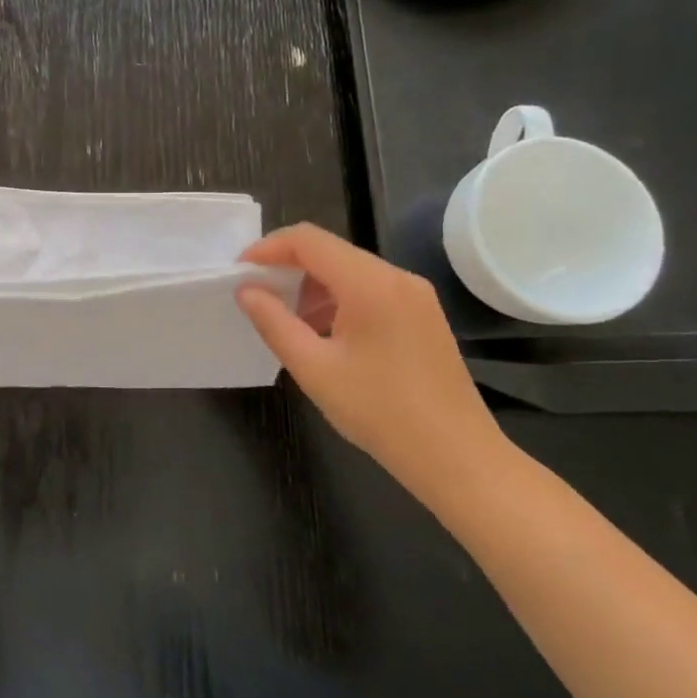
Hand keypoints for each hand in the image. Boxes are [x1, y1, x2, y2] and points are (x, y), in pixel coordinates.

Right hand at [236, 224, 506, 490]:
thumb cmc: (379, 412)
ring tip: (283, 317)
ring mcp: (415, 295)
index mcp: (370, 285)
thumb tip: (246, 290)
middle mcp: (397, 278)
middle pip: (329, 250)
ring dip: (310, 284)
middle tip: (254, 294)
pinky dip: (336, 297)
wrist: (457, 457)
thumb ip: (273, 322)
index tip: (239, 272)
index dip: (267, 248)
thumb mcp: (313, 368)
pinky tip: (321, 331)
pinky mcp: (422, 314)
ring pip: (349, 269)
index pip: (308, 240)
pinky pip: (369, 288)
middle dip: (286, 265)